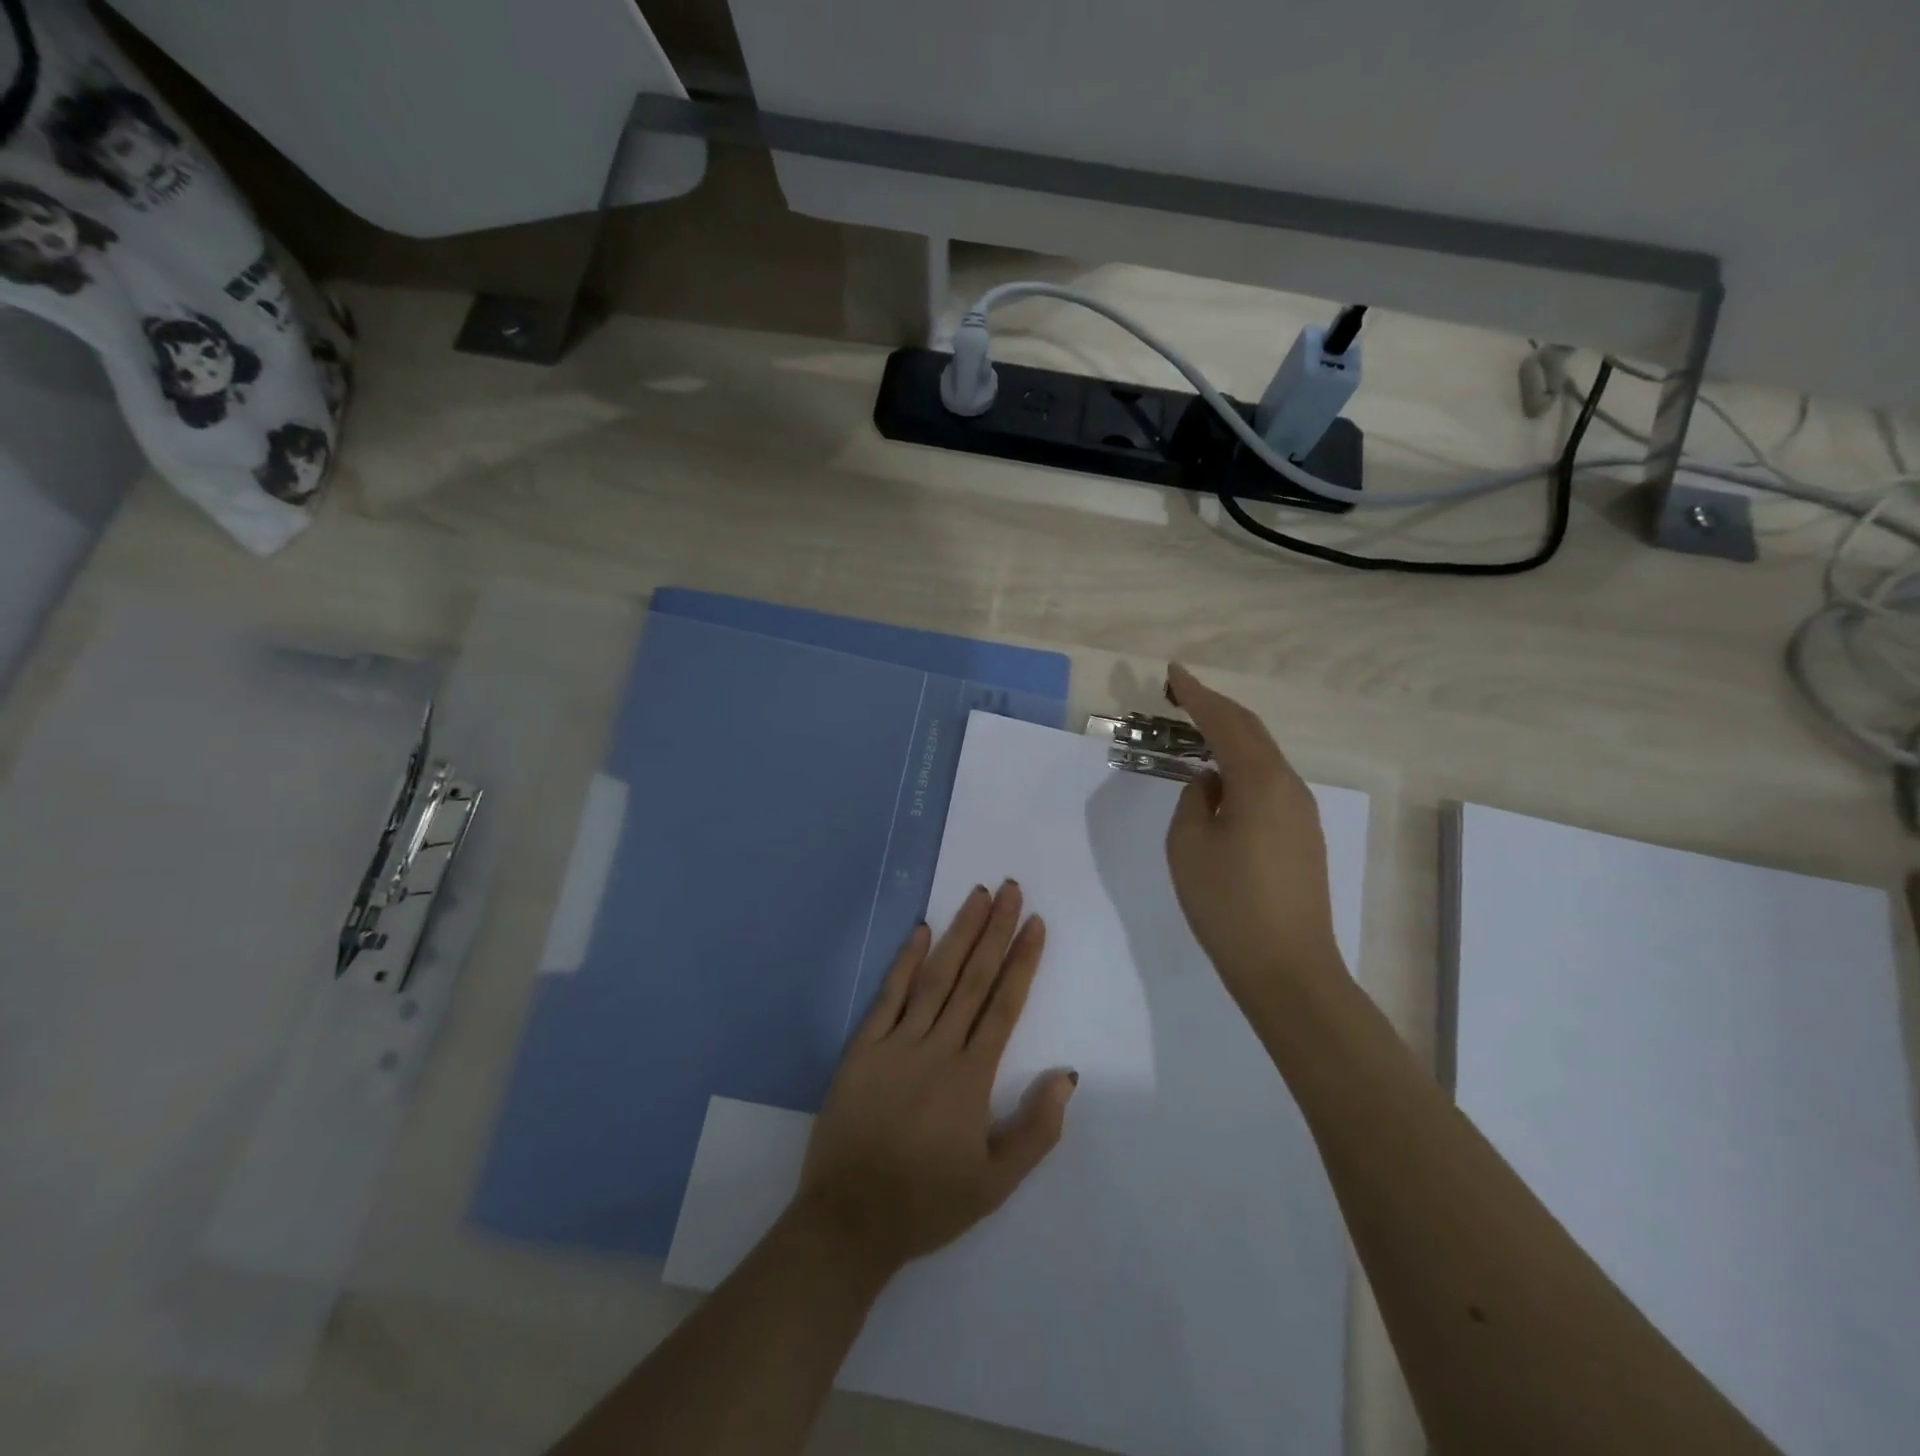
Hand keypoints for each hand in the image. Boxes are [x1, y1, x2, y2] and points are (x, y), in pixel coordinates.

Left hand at [790, 882, 1077, 1281]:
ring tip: (978, 895)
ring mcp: (896, 1043)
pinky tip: (919, 929)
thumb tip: (1066, 1074)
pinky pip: (888, 995)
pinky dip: (904, 961)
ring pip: (935, 976)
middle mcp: (937, 1048)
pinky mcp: (862, 1047)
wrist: (849, 1221)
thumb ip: (1037, 1130)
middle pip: (973, 978)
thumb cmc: (927, 1203)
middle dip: (996, 930)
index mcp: (972, 1078)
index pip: (1004, 1005)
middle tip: (1012, 889)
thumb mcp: (996, 1183)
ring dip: (959, 933)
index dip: (1022, 961)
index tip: (1036, 923)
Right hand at [1163, 662, 1344, 1001]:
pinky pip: (1269, 781)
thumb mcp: (1189, 846)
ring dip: (1229, 735)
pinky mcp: (1302, 835)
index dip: (1197, 694)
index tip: (1172, 672)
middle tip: (1180, 692)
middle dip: (1215, 706)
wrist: (1288, 969)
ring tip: (1195, 728)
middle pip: (1251, 730)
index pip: (1225, 722)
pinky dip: (1241, 763)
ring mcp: (1301, 811)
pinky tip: (1221, 776)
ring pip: (1263, 755)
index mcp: (1260, 782)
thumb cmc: (1228, 905)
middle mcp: (1289, 786)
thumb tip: (1211, 783)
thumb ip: (1194, 800)